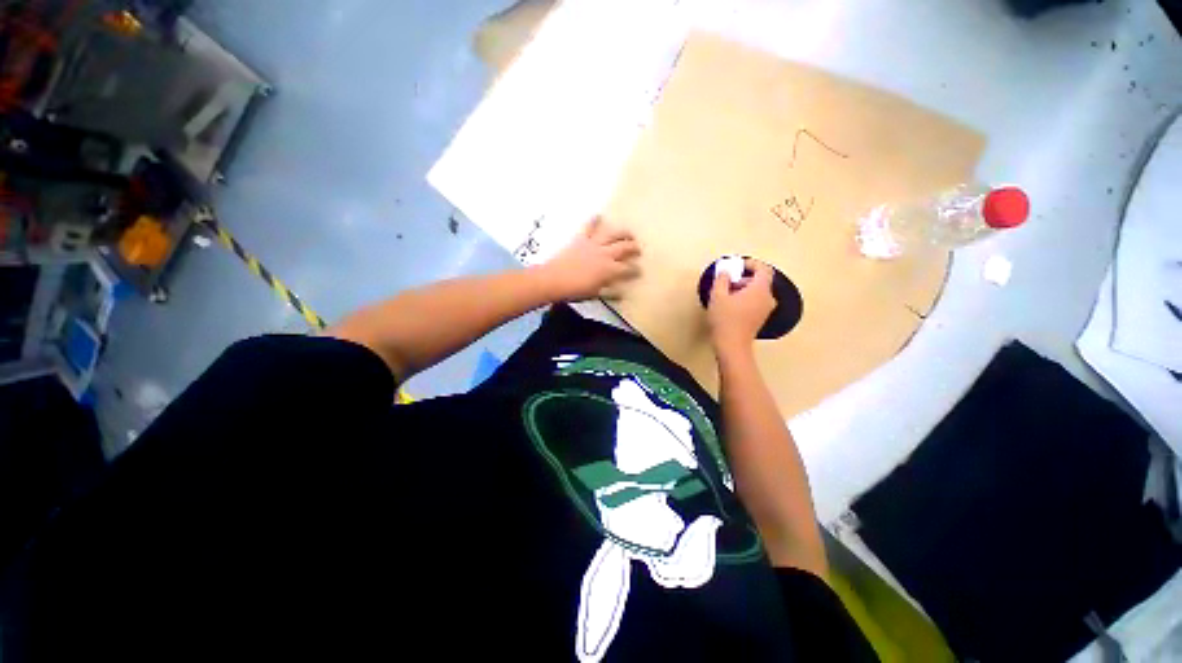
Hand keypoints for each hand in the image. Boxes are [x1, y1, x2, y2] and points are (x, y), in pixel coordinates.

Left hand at [540, 217, 640, 301]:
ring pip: (612, 234)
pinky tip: (598, 215)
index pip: (628, 269)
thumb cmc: (575, 291)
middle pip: (624, 248)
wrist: (553, 280)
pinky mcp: (581, 239)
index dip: (636, 270)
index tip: (640, 270)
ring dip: (623, 233)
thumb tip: (622, 294)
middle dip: (634, 248)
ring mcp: (593, 244)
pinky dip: (594, 220)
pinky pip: (589, 227)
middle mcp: (605, 254)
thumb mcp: (595, 295)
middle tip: (638, 250)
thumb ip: (610, 293)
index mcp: (609, 270)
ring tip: (629, 233)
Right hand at [707, 258, 775, 354]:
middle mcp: (767, 298)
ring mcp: (765, 309)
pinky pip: (755, 301)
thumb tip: (726, 272)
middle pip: (760, 280)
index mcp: (760, 289)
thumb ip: (722, 279)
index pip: (763, 269)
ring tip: (725, 295)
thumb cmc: (725, 319)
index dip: (750, 264)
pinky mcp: (760, 318)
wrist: (731, 345)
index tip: (736, 266)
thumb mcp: (717, 296)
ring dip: (743, 289)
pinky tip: (730, 306)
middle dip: (743, 278)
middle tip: (726, 282)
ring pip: (757, 292)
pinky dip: (745, 298)